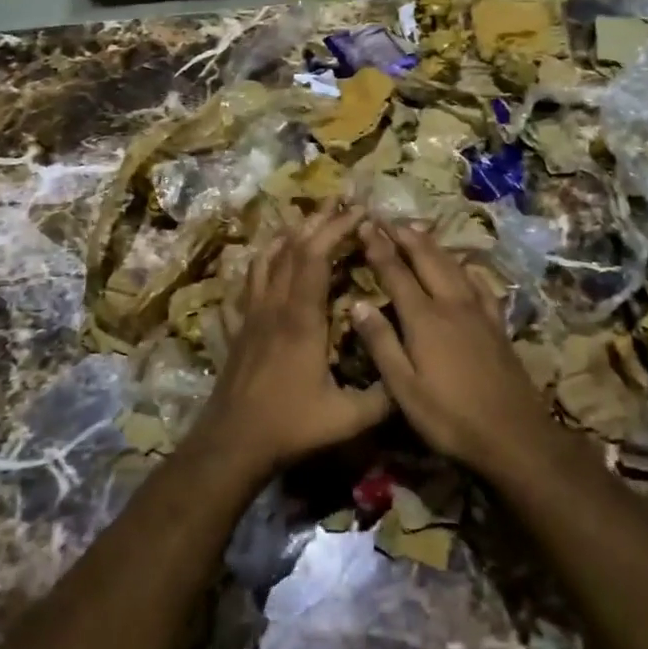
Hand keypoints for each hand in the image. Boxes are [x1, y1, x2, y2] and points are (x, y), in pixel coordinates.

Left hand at [193, 201, 390, 480]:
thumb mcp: (348, 418)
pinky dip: (262, 261)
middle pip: (291, 248)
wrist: (232, 444)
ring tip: (308, 222)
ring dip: (289, 235)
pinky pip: (248, 282)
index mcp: (301, 318)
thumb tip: (415, 373)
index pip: (315, 257)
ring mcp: (252, 314)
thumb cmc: (290, 426)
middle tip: (341, 204)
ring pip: (266, 259)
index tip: (360, 213)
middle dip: (318, 222)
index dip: (336, 229)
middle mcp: (275, 305)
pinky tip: (268, 259)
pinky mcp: (240, 327)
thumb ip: (384, 396)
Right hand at [353, 221, 558, 476]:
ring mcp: (478, 311)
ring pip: (453, 265)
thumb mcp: (404, 388)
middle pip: (426, 259)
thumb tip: (358, 302)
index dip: (379, 247)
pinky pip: (479, 284)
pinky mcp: (497, 324)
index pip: (396, 272)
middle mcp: (451, 304)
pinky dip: (465, 268)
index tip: (366, 224)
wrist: (513, 434)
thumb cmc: (449, 417)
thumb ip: (381, 343)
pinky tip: (464, 267)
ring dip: (432, 245)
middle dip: (405, 236)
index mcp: (424, 318)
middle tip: (389, 218)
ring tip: (417, 230)